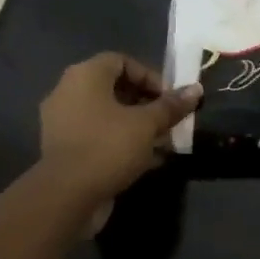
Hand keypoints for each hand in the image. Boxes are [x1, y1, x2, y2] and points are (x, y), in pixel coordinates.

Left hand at [40, 53, 200, 204]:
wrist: (66, 197)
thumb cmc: (108, 147)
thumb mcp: (147, 124)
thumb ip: (171, 106)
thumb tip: (196, 89)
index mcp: (85, 76)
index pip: (122, 61)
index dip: (150, 76)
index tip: (170, 98)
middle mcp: (68, 92)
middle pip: (115, 88)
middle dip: (147, 103)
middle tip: (170, 120)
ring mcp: (63, 122)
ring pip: (108, 115)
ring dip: (137, 125)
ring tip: (164, 141)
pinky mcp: (65, 149)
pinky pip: (99, 136)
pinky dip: (122, 142)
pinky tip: (148, 160)